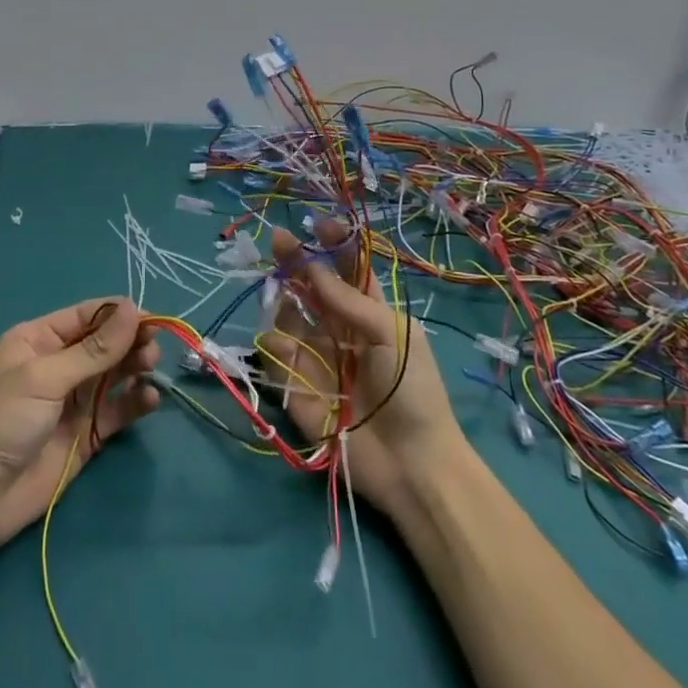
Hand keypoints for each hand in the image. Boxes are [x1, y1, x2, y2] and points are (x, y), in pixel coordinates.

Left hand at [0, 298, 160, 550]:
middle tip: (153, 346)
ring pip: (116, 373)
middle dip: (130, 341)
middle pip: (105, 343)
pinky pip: (119, 408)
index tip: (150, 319)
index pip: (86, 316)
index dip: (118, 315)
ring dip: (136, 366)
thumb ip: (93, 349)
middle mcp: (59, 364)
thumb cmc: (3, 421)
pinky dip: (136, 401)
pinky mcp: (88, 432)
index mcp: (39, 340)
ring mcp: (75, 399)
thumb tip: (132, 309)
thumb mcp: (45, 378)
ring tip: (150, 367)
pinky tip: (149, 399)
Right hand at [262, 220, 466, 514]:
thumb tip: (312, 268)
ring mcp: (314, 356)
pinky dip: (274, 344)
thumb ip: (349, 300)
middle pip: (309, 286)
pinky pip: (274, 354)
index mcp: (369, 314)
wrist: (411, 463)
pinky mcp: (294, 385)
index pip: (347, 269)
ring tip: (282, 293)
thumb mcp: (392, 334)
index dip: (332, 245)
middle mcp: (337, 329)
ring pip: (285, 314)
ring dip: (281, 298)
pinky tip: (284, 345)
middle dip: (294, 261)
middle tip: (277, 239)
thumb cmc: (413, 391)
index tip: (317, 224)